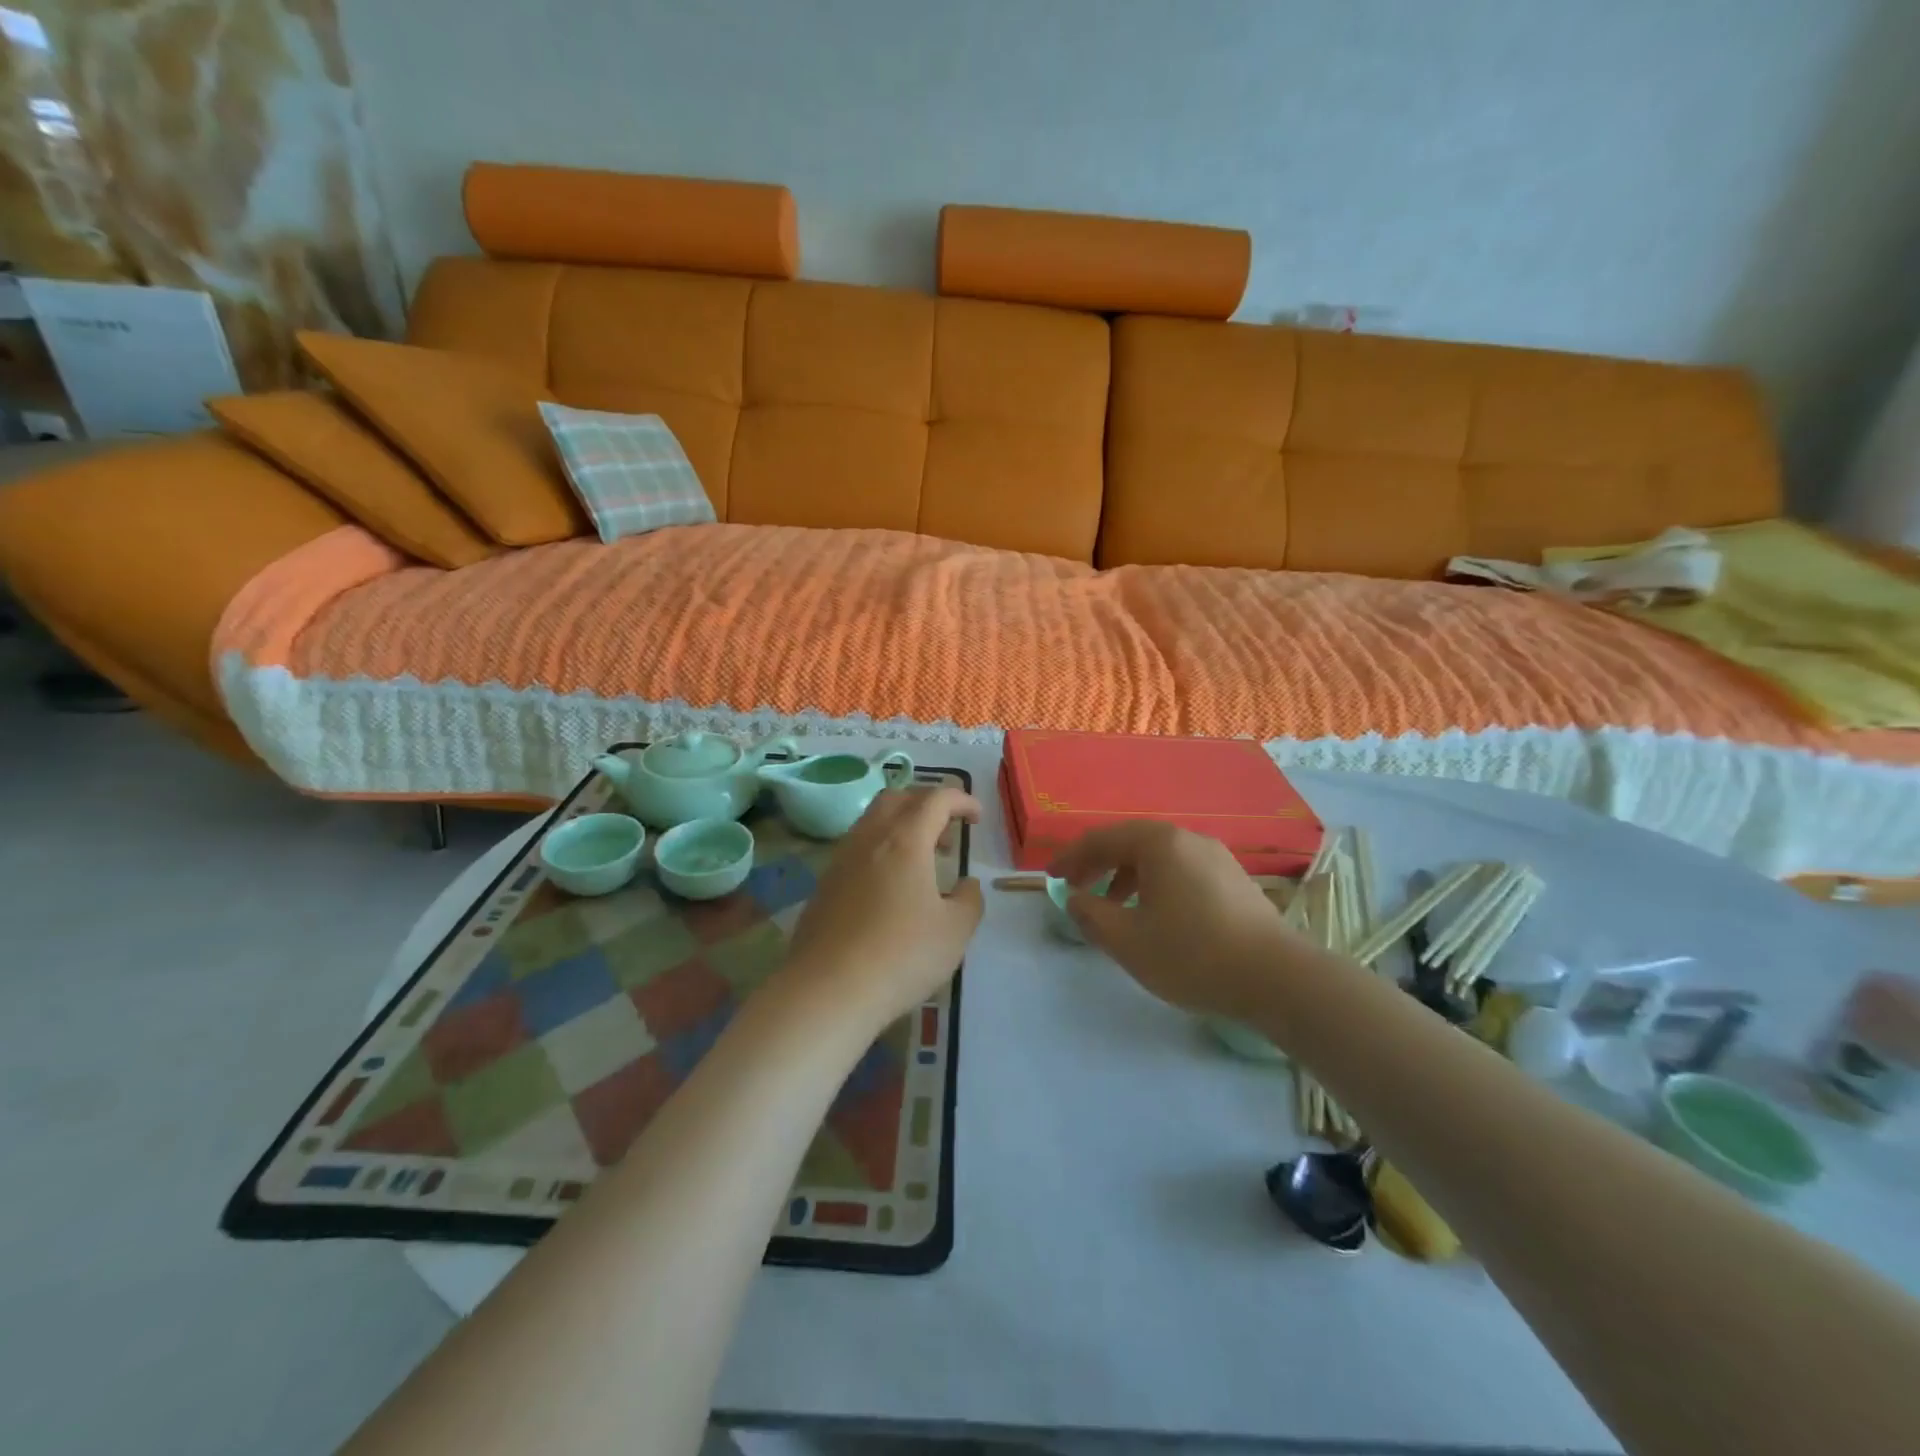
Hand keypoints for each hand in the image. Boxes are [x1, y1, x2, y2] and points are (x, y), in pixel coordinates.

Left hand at [781, 786, 983, 1028]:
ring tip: (921, 861)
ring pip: (872, 821)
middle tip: (947, 831)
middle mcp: (869, 838)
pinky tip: (890, 887)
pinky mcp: (824, 884)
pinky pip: (857, 848)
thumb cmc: (901, 955)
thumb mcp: (955, 931)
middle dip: (927, 804)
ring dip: (901, 826)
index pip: (936, 799)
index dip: (961, 800)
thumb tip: (965, 885)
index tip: (977, 817)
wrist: (827, 990)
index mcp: (905, 839)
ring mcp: (841, 859)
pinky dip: (880, 850)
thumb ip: (968, 900)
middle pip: (898, 798)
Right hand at [1049, 821, 1318, 1021]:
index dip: (1071, 858)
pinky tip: (1155, 915)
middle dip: (1098, 864)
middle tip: (1076, 888)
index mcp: (1158, 843)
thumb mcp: (1127, 940)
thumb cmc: (1192, 954)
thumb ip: (1091, 915)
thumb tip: (1073, 898)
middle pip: (1130, 842)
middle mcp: (1187, 838)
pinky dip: (1155, 884)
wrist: (1277, 977)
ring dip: (1126, 876)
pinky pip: (1180, 870)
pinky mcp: (1233, 878)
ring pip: (1157, 857)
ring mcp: (1215, 856)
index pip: (1101, 839)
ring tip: (1113, 907)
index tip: (1050, 878)